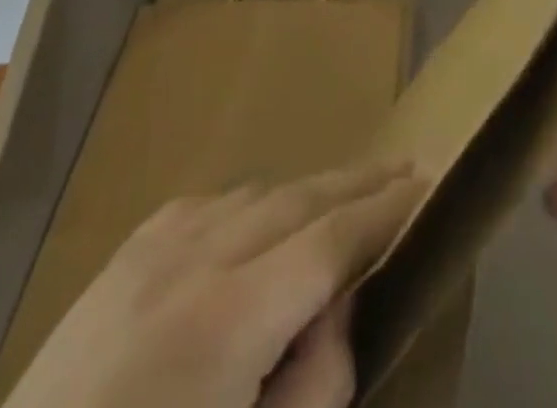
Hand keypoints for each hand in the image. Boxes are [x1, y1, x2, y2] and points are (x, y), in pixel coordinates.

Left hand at [5, 161, 420, 407]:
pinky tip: (262, 221)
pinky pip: (209, 204)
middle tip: (407, 170)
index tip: (429, 184)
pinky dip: (252, 204)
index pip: (333, 240)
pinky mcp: (127, 253)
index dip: (386, 211)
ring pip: (257, 192)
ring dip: (309, 190)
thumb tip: (339, 306)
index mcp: (230, 320)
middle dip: (359, 183)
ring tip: (347, 196)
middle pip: (300, 198)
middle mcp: (197, 258)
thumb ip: (312, 386)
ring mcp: (156, 246)